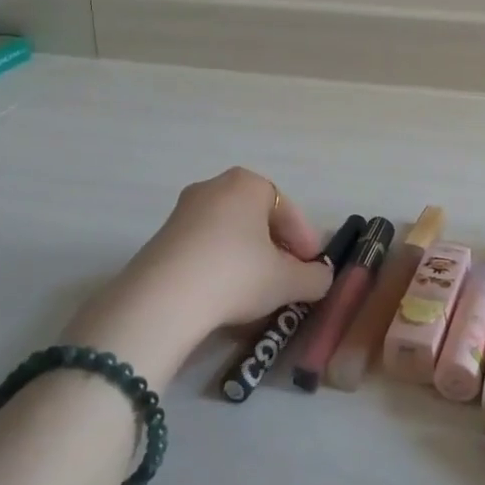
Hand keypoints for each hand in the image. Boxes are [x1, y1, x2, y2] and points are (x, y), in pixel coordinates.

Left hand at [62, 168, 333, 384]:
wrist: (163, 300)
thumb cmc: (237, 275)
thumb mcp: (288, 281)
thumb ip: (315, 278)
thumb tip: (322, 278)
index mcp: (249, 183)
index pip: (288, 210)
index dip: (305, 241)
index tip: (312, 269)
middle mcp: (215, 186)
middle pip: (258, 218)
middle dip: (276, 247)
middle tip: (287, 279)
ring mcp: (184, 210)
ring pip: (230, 232)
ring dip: (248, 257)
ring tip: (257, 291)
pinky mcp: (161, 238)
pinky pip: (204, 246)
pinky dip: (219, 265)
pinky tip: (224, 294)